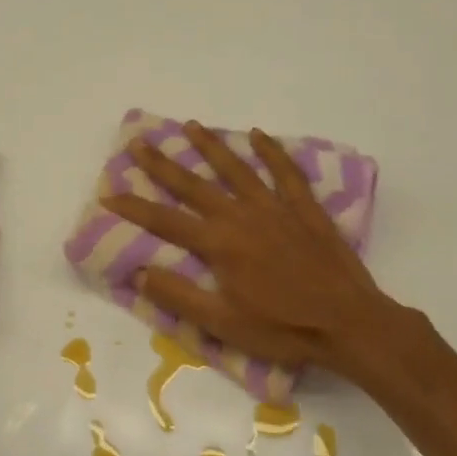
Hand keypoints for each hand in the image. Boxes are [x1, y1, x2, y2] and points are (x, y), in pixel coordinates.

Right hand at [99, 121, 413, 385]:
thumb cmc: (283, 329)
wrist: (348, 323)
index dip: (134, 207)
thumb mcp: (223, 323)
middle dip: (163, 164)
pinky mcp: (305, 210)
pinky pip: (286, 173)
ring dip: (212, 146)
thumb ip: (179, 296)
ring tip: (191, 126)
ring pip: (237, 169)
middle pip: (194, 185)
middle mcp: (242, 216)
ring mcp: (276, 208)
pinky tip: (258, 135)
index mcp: (219, 244)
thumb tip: (138, 272)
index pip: (165, 220)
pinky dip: (272, 152)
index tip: (108, 193)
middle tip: (139, 143)